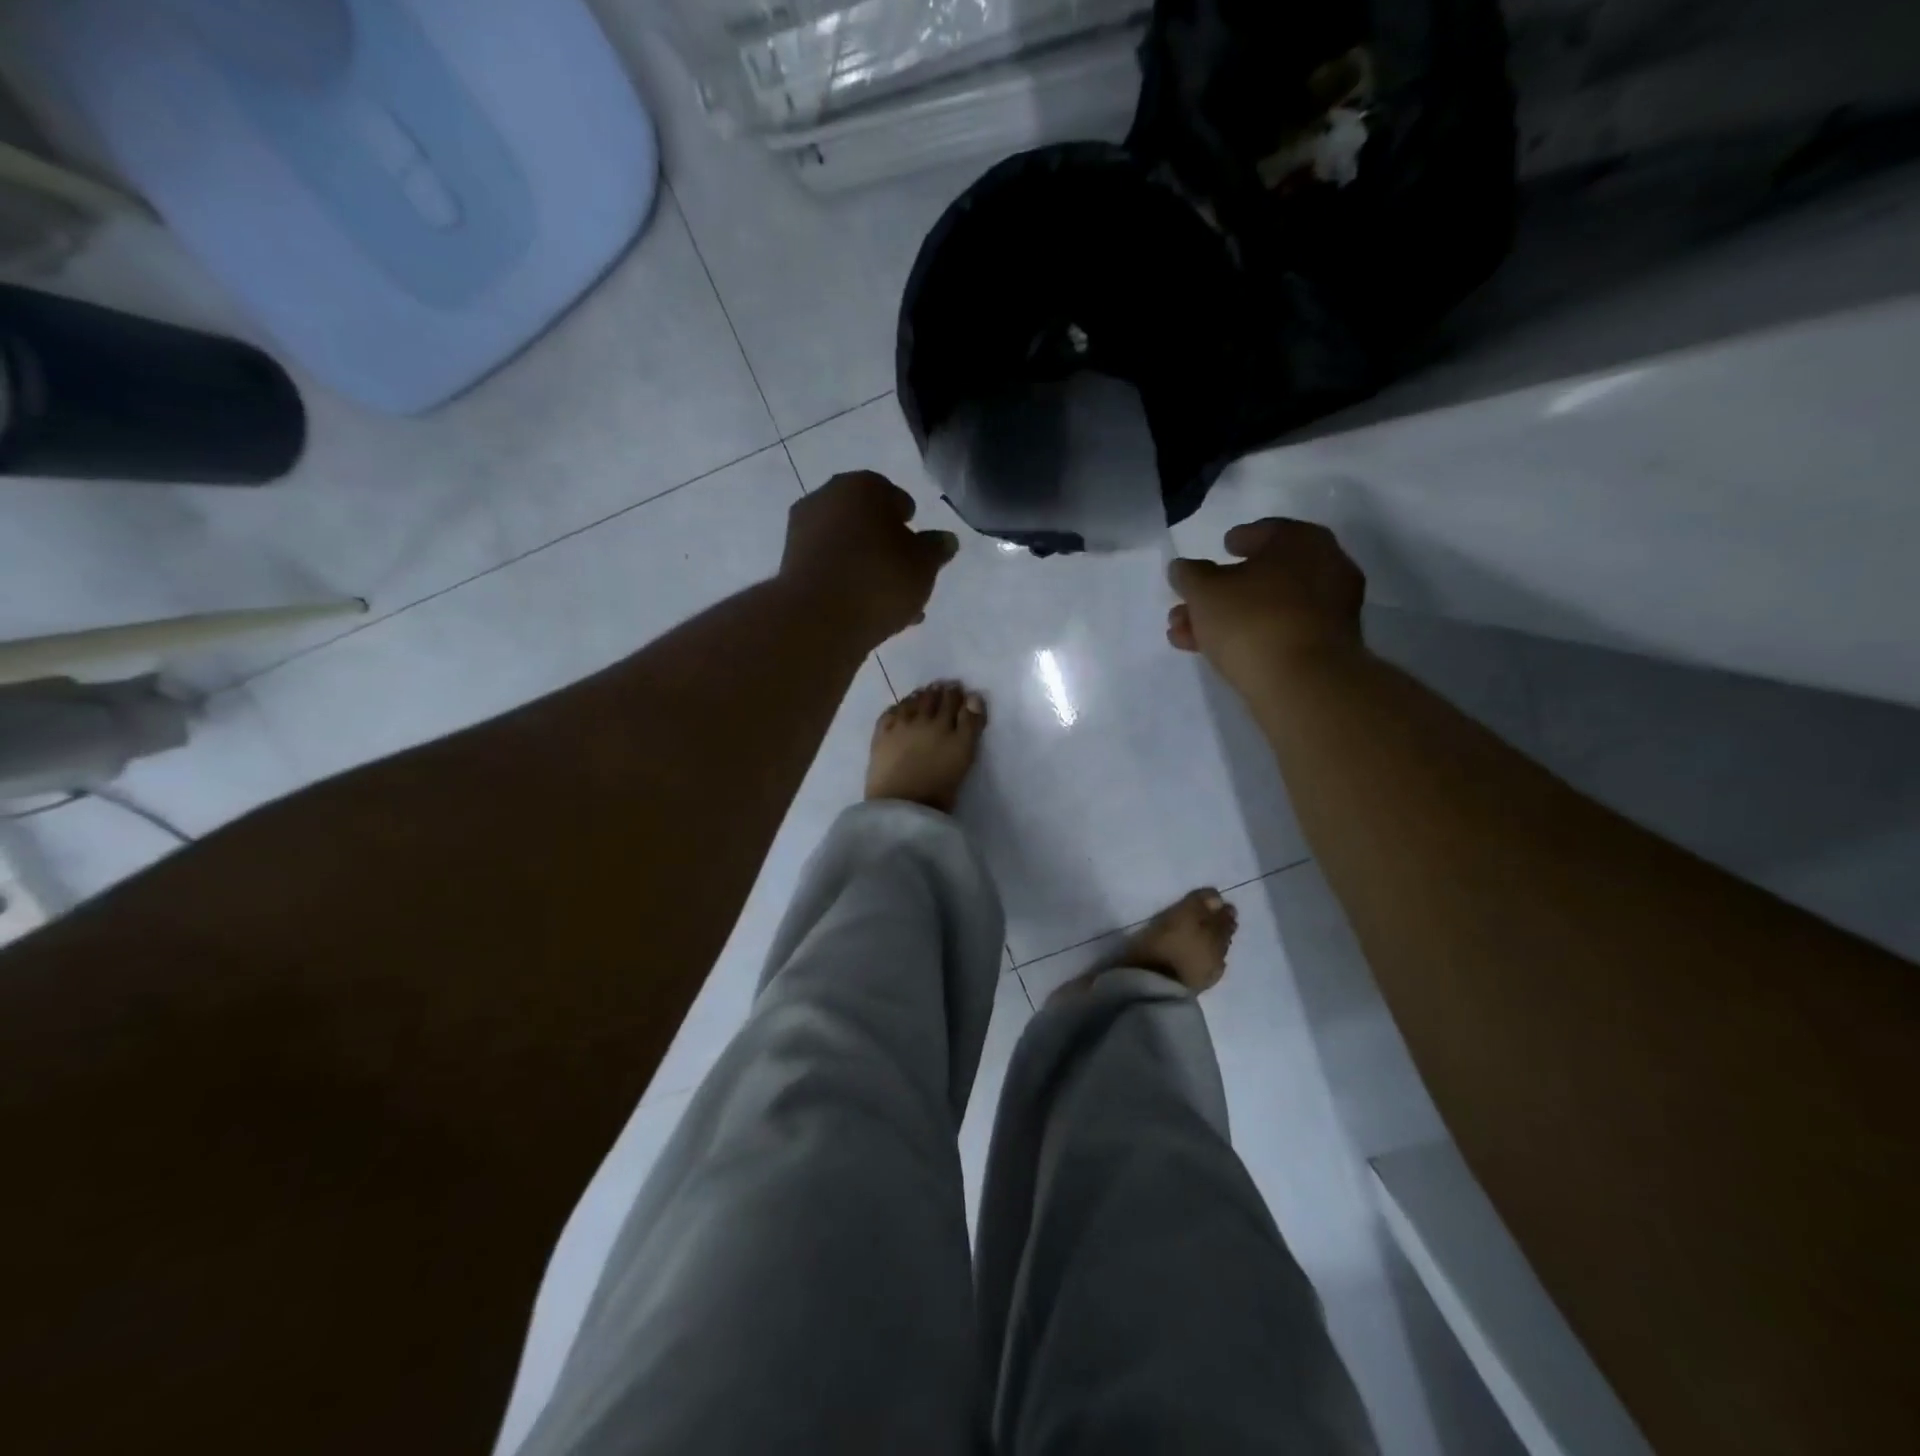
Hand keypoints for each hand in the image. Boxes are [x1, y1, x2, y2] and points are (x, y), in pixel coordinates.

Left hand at [781, 470, 959, 648]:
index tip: (918, 545)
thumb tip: (946, 539)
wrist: (818, 619)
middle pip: (866, 521)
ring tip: (893, 602)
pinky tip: (868, 610)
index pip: (893, 495)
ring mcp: (803, 532)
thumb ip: (937, 549)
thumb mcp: (924, 565)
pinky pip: (831, 569)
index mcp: (861, 486)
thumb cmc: (880, 579)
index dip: (908, 519)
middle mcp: (827, 498)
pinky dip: (849, 583)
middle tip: (906, 573)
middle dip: (887, 545)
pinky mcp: (791, 565)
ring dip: (869, 568)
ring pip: (848, 548)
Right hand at [1167, 518, 1365, 694]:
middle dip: (1220, 591)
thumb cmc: (1252, 620)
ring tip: (1183, 634)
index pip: (1266, 531)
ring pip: (1266, 607)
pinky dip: (1248, 636)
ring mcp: (1329, 610)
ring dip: (1225, 618)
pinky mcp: (1325, 647)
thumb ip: (1189, 575)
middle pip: (1262, 575)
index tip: (1222, 548)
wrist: (1303, 683)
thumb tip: (1183, 568)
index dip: (1239, 539)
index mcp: (1302, 540)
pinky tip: (1212, 650)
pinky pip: (1279, 632)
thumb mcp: (1204, 591)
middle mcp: (1325, 568)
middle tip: (1188, 603)